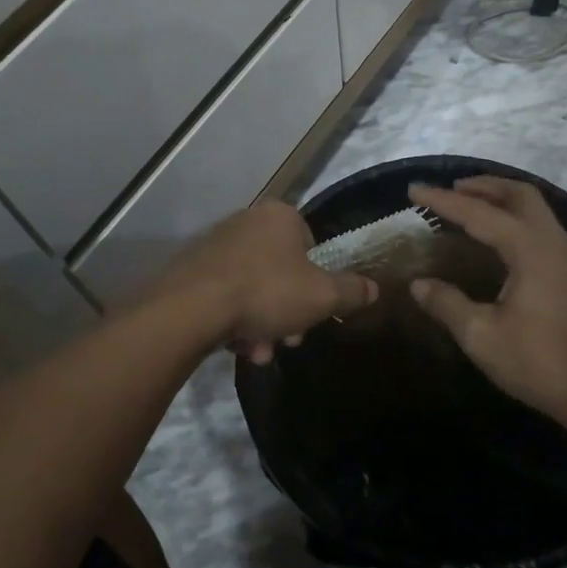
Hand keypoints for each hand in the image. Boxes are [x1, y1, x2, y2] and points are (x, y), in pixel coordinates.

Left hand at [155, 202, 376, 362]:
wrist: (191, 307)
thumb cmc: (266, 291)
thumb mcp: (322, 296)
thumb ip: (351, 291)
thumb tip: (374, 288)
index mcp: (280, 216)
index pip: (310, 244)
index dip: (317, 281)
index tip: (315, 311)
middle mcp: (246, 221)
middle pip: (281, 270)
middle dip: (288, 310)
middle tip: (288, 339)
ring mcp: (216, 244)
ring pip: (254, 287)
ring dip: (263, 322)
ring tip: (259, 352)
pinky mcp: (192, 268)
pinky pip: (225, 294)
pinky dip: (235, 319)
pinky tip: (236, 346)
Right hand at [407, 178, 566, 441]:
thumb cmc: (541, 363)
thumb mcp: (482, 336)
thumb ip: (447, 304)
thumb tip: (417, 284)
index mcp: (529, 248)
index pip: (478, 213)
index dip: (442, 201)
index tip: (414, 190)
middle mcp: (553, 241)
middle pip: (519, 194)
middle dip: (482, 186)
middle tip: (450, 190)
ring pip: (536, 209)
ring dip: (502, 200)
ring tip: (472, 206)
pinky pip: (543, 227)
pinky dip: (517, 218)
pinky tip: (501, 239)